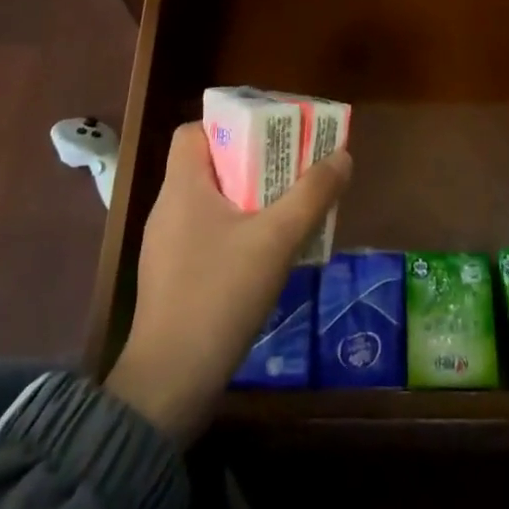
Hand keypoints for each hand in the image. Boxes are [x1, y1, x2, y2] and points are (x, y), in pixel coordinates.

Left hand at [105, 123, 350, 442]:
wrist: (170, 382)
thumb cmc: (219, 295)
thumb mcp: (276, 240)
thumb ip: (312, 195)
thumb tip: (342, 156)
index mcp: (183, 188)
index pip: (193, 131)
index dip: (229, 125)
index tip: (268, 135)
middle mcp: (168, 209)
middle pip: (208, 165)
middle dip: (252, 161)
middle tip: (292, 168)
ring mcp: (166, 246)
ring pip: (211, 202)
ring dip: (248, 198)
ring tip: (288, 207)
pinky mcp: (172, 277)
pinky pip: (207, 234)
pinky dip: (236, 230)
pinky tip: (266, 254)